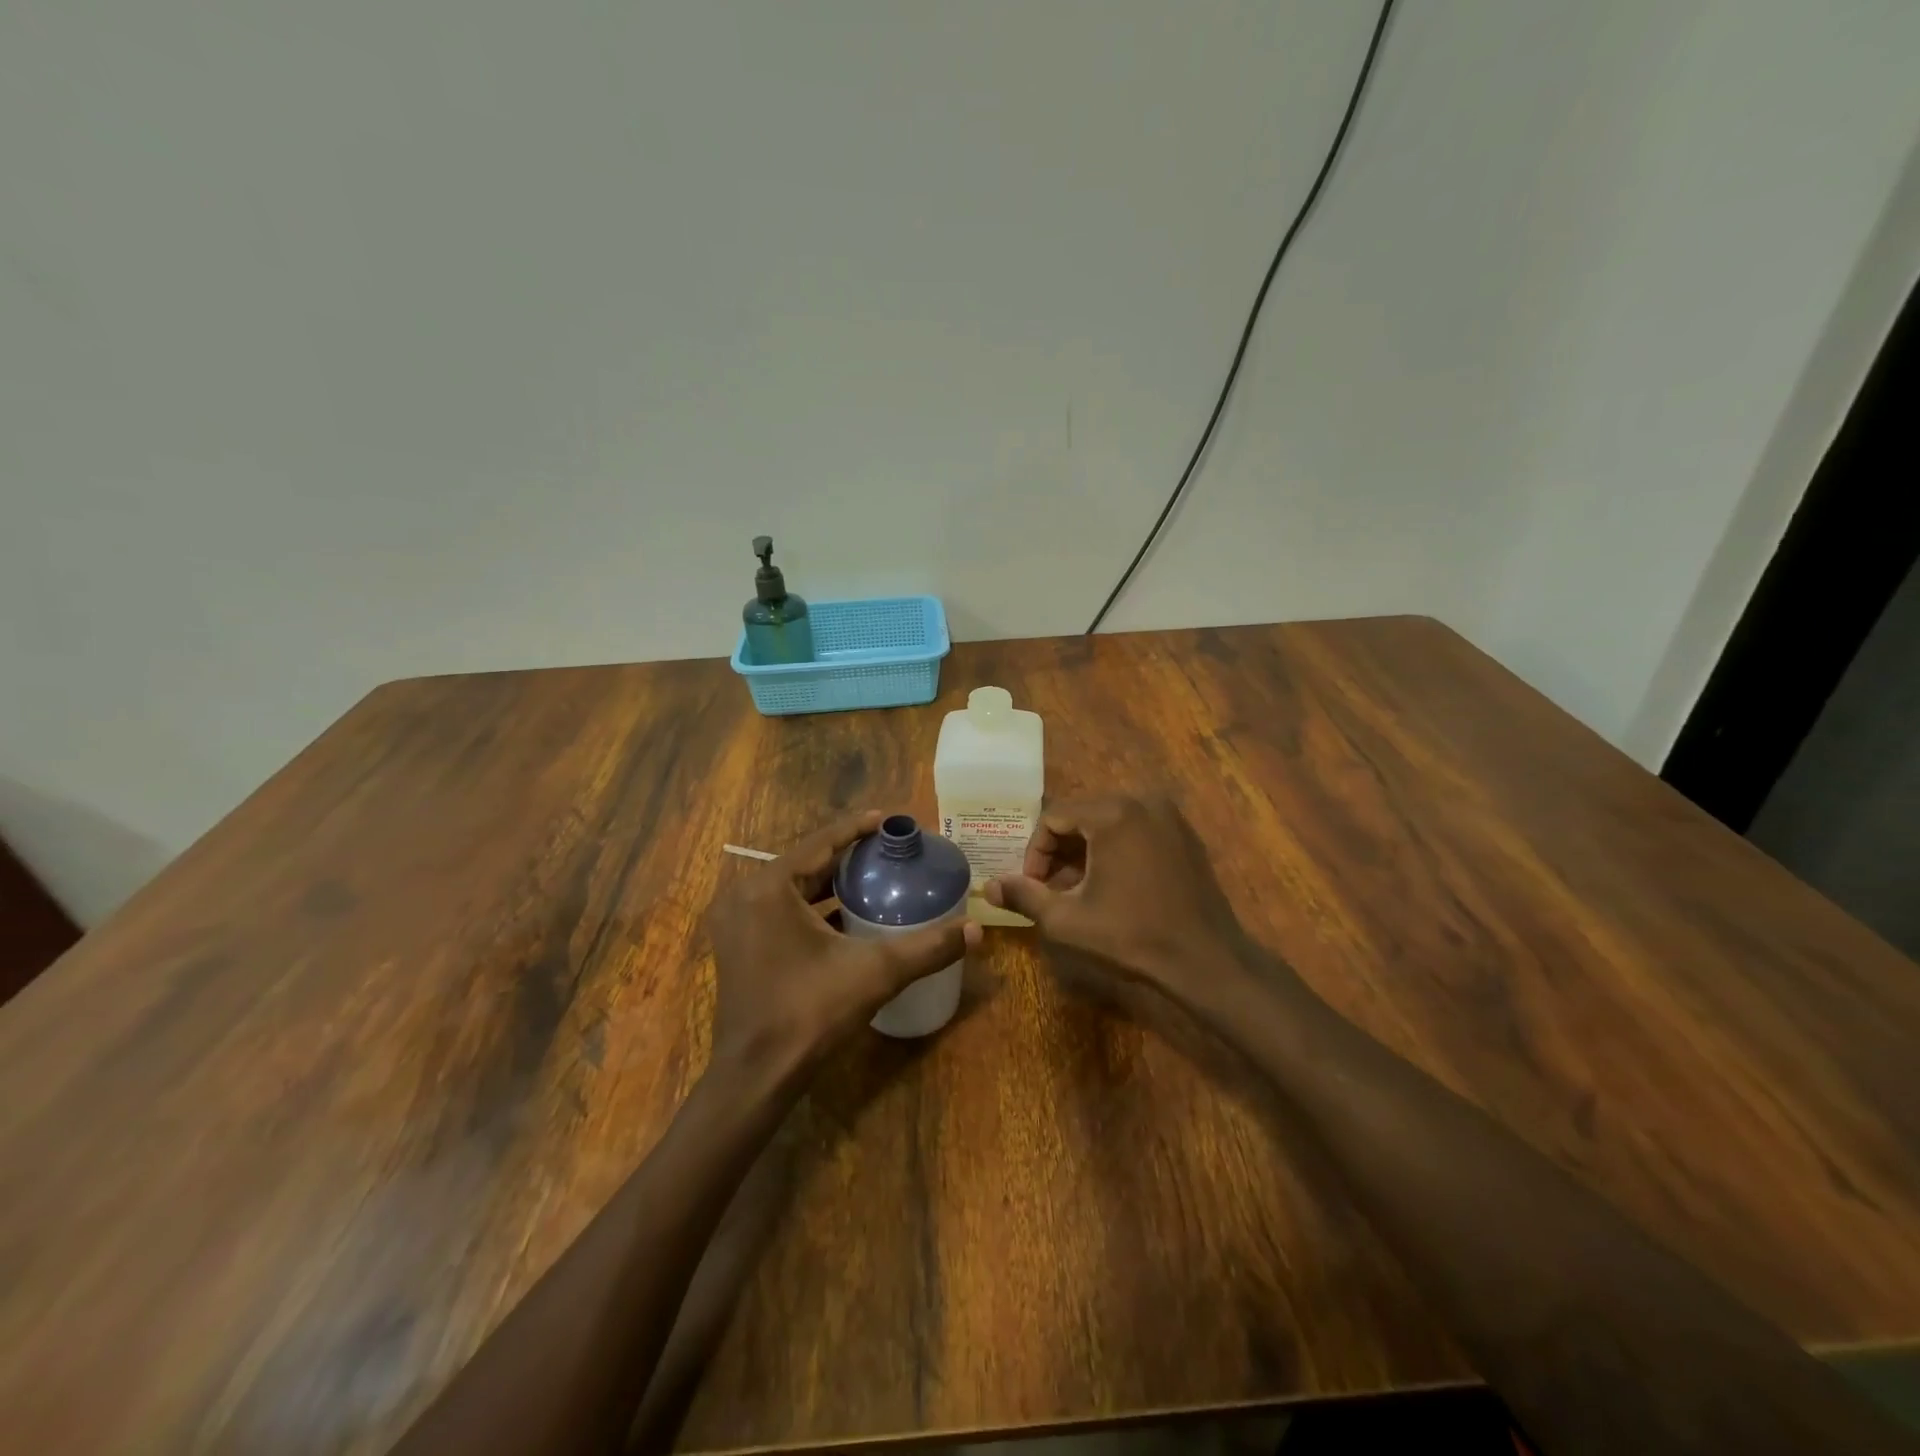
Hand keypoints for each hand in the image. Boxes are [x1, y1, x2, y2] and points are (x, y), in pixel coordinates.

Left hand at [707, 811, 980, 1085]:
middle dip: (848, 855)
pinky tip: (848, 914)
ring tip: (874, 876)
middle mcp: (746, 895)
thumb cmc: (810, 1012)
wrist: (757, 1075)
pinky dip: (813, 907)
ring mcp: (737, 922)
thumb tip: (977, 930)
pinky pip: (781, 910)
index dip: (857, 828)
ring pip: (793, 888)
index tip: (888, 819)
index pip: (820, 842)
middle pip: (806, 863)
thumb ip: (927, 948)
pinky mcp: (739, 945)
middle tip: (888, 850)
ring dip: (830, 881)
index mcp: (769, 887)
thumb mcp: (875, 973)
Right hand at [984, 794, 1259, 1009]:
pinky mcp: (1184, 835)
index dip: (1035, 852)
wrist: (1206, 960)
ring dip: (1085, 852)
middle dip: (1059, 852)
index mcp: (1113, 813)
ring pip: (1108, 823)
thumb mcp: (1068, 919)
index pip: (1053, 818)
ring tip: (1077, 891)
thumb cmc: (1132, 936)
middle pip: (1081, 816)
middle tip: (1051, 889)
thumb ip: (1024, 896)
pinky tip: (1112, 886)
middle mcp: (1142, 801)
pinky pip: (1136, 831)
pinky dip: (1115, 850)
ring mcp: (1169, 816)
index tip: (1033, 887)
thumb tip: (988, 886)